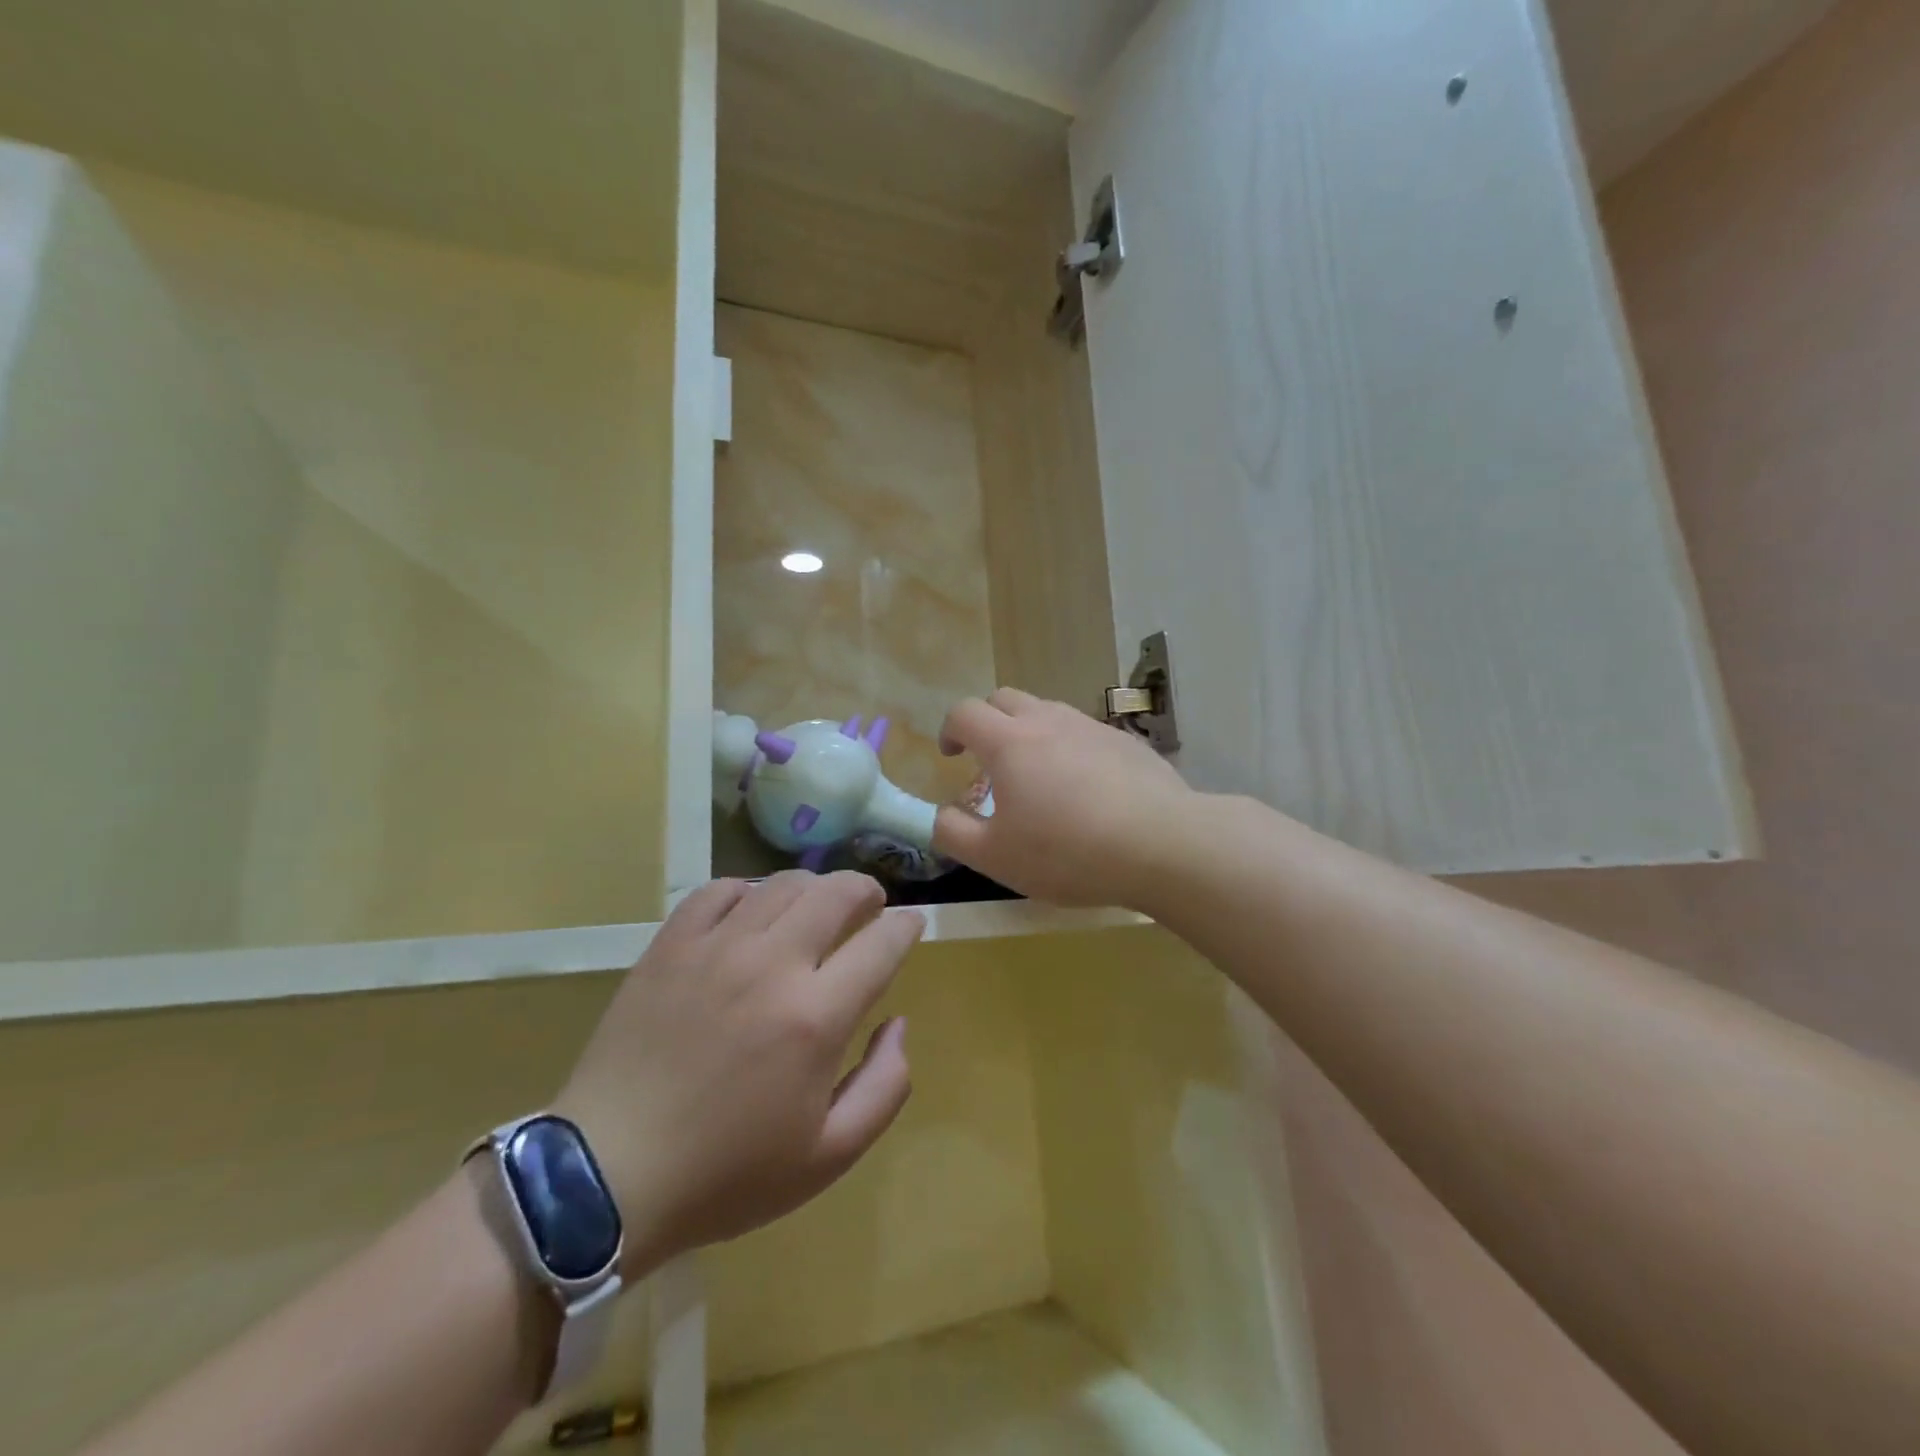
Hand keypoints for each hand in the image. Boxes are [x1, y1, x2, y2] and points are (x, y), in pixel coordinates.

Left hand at [553, 872, 922, 1276]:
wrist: (607, 1176)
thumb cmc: (726, 1174)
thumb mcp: (828, 1156)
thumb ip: (885, 1086)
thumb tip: (897, 1023)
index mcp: (816, 1017)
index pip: (881, 944)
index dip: (906, 927)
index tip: (911, 925)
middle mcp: (771, 965)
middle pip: (836, 893)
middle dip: (866, 890)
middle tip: (870, 904)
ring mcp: (716, 948)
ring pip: (782, 884)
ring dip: (814, 887)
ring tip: (817, 907)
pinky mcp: (670, 946)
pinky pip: (719, 890)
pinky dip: (748, 890)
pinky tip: (752, 910)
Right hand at [932, 688, 1194, 909]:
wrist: (1161, 845)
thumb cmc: (1067, 852)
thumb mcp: (995, 857)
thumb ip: (953, 832)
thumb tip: (940, 815)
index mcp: (1009, 743)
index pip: (965, 713)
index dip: (950, 730)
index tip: (951, 756)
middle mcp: (1048, 721)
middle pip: (1005, 698)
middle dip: (987, 721)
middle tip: (988, 760)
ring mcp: (1091, 726)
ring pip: (1048, 711)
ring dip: (1029, 732)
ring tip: (1037, 776)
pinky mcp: (1126, 741)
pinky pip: (1084, 733)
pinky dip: (1069, 748)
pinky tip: (1085, 790)